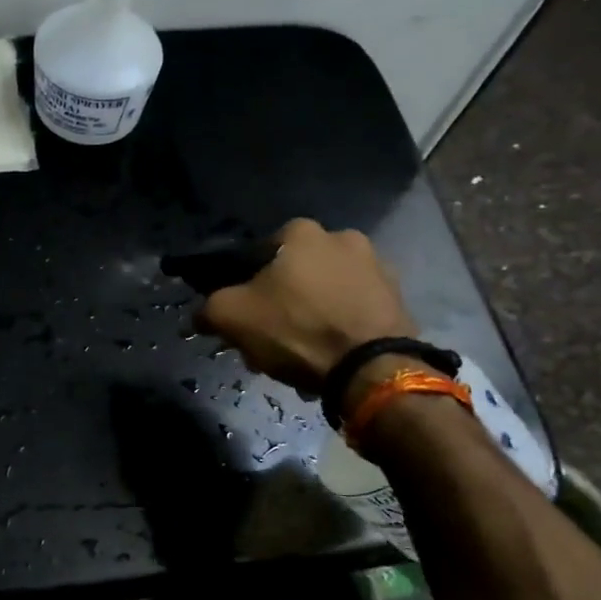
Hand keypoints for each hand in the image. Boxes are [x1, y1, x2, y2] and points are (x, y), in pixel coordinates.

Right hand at [196, 218, 414, 393]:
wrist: (370, 368)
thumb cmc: (295, 329)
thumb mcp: (231, 317)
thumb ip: (208, 308)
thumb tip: (201, 314)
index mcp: (301, 232)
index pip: (260, 254)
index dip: (247, 286)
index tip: (245, 315)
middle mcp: (343, 237)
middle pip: (296, 273)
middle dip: (283, 301)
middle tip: (271, 337)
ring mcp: (378, 267)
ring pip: (327, 292)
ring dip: (313, 314)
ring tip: (302, 352)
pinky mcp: (399, 299)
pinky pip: (355, 310)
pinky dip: (341, 327)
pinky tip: (330, 355)